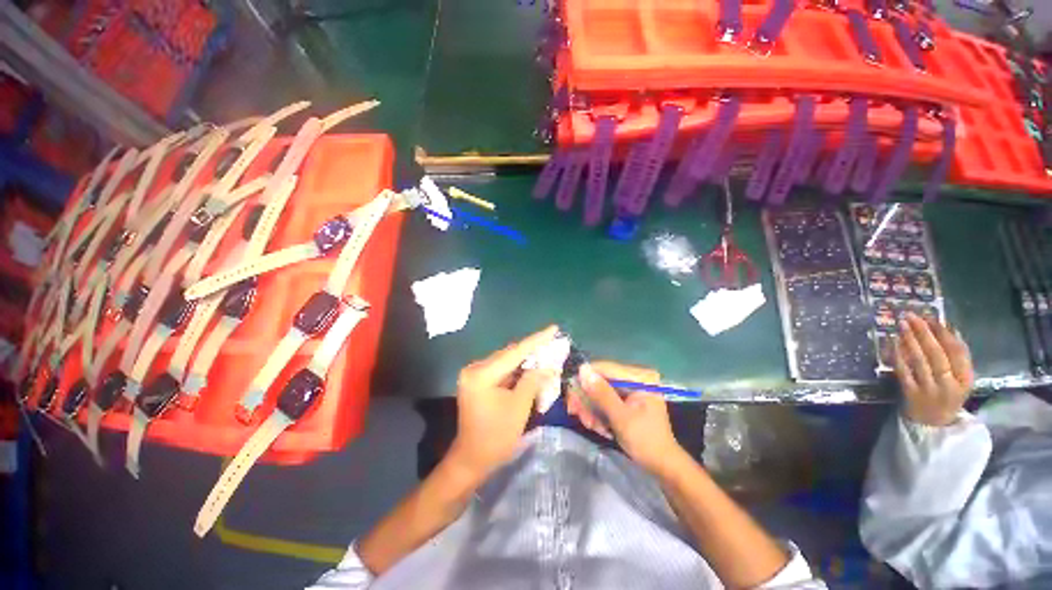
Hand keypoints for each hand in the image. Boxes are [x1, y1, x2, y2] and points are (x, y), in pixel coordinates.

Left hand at [447, 326, 559, 479]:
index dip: (537, 340)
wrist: (472, 459)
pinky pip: (502, 370)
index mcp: (482, 374)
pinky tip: (532, 366)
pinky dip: (518, 369)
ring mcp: (475, 374)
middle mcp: (475, 368)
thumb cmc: (496, 437)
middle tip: (554, 341)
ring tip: (547, 351)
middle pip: (510, 354)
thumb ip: (533, 380)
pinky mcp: (478, 381)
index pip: (515, 352)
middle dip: (533, 349)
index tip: (554, 328)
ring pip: (507, 361)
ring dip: (526, 359)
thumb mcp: (519, 407)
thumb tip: (548, 366)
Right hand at [576, 362, 683, 474]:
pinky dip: (597, 413)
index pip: (604, 369)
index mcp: (639, 377)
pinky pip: (604, 399)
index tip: (572, 400)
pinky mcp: (625, 399)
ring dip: (591, 409)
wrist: (662, 465)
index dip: (585, 381)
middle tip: (578, 416)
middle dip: (587, 400)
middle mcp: (634, 377)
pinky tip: (599, 427)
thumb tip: (582, 369)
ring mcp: (629, 388)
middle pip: (599, 380)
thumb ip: (601, 393)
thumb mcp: (621, 417)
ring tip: (592, 426)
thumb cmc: (646, 441)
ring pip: (598, 391)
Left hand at [894, 313, 973, 426]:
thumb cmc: (948, 394)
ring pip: (919, 360)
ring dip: (909, 340)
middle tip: (911, 315)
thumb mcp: (961, 378)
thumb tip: (950, 328)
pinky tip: (893, 342)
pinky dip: (898, 355)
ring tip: (902, 324)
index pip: (957, 352)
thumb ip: (958, 356)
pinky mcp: (911, 394)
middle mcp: (949, 384)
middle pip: (936, 353)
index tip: (931, 317)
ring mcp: (929, 389)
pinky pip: (903, 371)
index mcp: (965, 379)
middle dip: (923, 332)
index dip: (944, 333)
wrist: (933, 423)